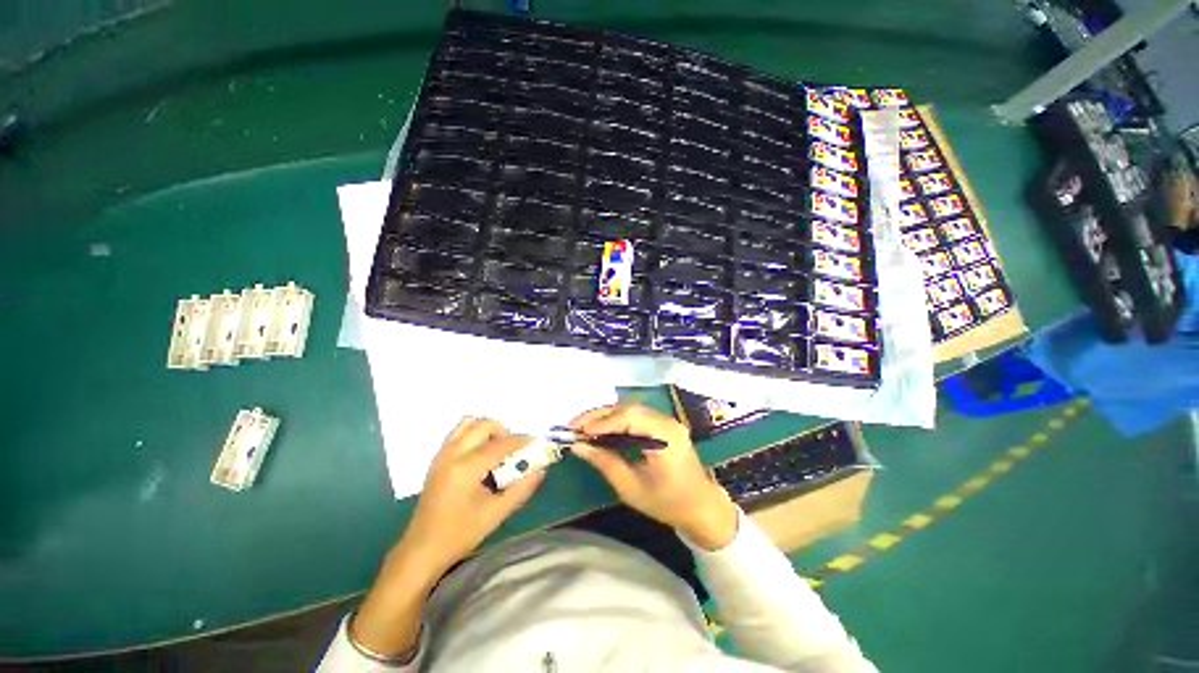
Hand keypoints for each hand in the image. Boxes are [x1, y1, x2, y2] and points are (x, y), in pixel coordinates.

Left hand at [398, 417, 545, 575]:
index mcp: (467, 468)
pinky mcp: (437, 459)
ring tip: (497, 447)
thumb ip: (522, 489)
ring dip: (487, 429)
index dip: (521, 441)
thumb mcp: (496, 513)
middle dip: (503, 431)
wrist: (422, 549)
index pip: (501, 444)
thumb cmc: (460, 534)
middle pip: (483, 425)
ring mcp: (442, 455)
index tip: (535, 442)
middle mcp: (453, 454)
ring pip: (468, 423)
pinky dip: (473, 433)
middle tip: (514, 448)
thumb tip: (541, 470)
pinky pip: (457, 433)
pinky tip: (481, 453)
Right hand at [569, 404, 738, 550]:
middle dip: (599, 415)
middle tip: (575, 426)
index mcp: (665, 437)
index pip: (629, 417)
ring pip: (631, 410)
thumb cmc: (668, 503)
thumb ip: (605, 463)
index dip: (602, 422)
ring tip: (584, 427)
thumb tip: (578, 446)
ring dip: (606, 416)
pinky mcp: (664, 425)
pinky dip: (617, 421)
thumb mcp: (631, 488)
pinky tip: (602, 429)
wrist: (701, 508)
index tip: (578, 431)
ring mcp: (667, 421)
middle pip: (629, 408)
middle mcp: (667, 422)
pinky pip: (636, 416)